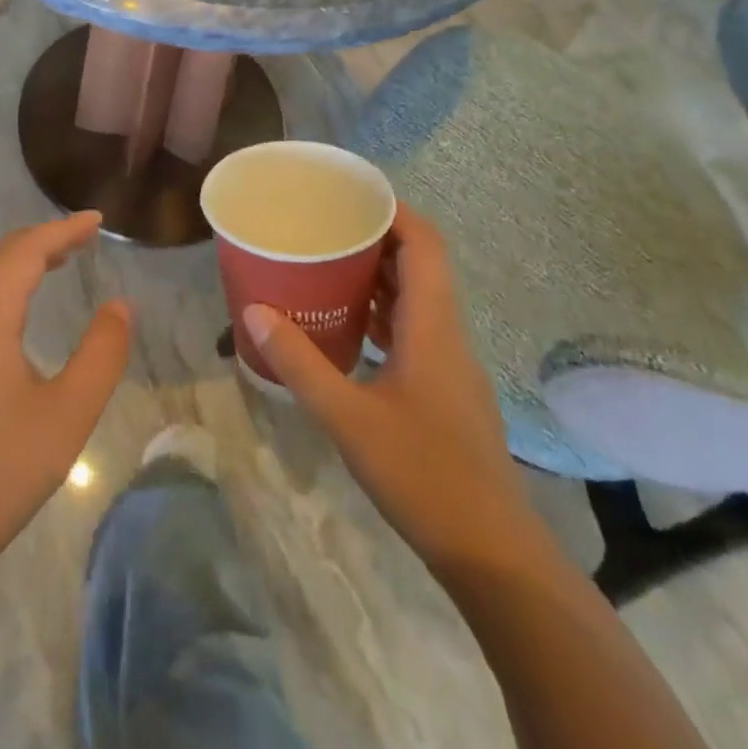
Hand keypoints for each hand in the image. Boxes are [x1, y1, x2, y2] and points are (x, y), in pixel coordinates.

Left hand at [0, 212, 131, 586]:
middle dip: (43, 242)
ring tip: (60, 265)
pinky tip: (23, 317)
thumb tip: (120, 306)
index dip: (62, 230)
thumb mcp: (67, 412)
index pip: (25, 252)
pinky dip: (8, 293)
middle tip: (84, 238)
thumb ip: (101, 353)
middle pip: (1, 260)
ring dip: (23, 266)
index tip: (96, 220)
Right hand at [244, 204, 530, 564]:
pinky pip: (414, 330)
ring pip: (417, 298)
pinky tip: (348, 327)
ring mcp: (450, 364)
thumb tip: (254, 312)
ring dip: (378, 277)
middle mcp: (447, 333)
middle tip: (324, 227)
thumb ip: (300, 363)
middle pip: (420, 264)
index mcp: (433, 326)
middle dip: (376, 238)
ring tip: (327, 266)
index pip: (424, 244)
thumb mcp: (348, 417)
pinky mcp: (445, 390)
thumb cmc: (423, 474)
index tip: (349, 195)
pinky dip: (382, 314)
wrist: (493, 553)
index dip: (393, 211)